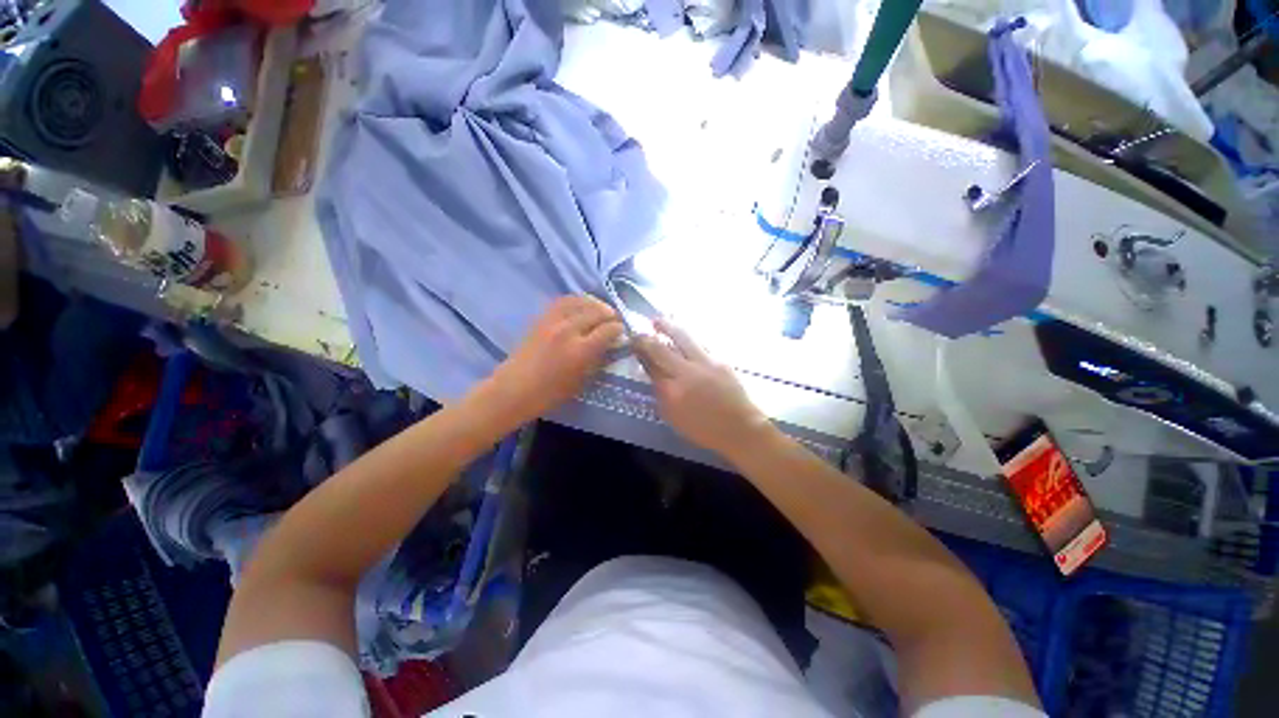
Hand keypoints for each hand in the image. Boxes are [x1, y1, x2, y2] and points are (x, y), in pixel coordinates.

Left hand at [484, 295, 622, 424]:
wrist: (513, 390)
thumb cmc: (550, 394)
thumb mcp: (581, 382)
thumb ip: (598, 361)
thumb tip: (611, 347)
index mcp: (581, 351)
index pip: (608, 330)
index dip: (619, 329)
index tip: (622, 331)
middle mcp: (568, 330)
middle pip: (596, 312)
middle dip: (610, 315)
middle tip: (615, 321)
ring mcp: (553, 322)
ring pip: (580, 301)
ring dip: (594, 303)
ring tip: (601, 310)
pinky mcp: (541, 319)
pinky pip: (563, 301)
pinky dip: (577, 301)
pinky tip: (582, 306)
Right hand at [633, 319, 772, 457]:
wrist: (739, 427)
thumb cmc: (703, 429)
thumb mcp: (673, 417)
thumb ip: (660, 394)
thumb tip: (653, 373)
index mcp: (672, 391)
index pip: (650, 366)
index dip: (640, 353)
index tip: (633, 345)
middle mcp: (686, 373)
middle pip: (661, 348)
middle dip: (646, 338)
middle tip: (639, 332)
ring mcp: (705, 363)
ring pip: (683, 337)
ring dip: (668, 326)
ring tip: (658, 320)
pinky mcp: (719, 359)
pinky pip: (699, 343)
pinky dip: (687, 338)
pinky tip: (682, 336)